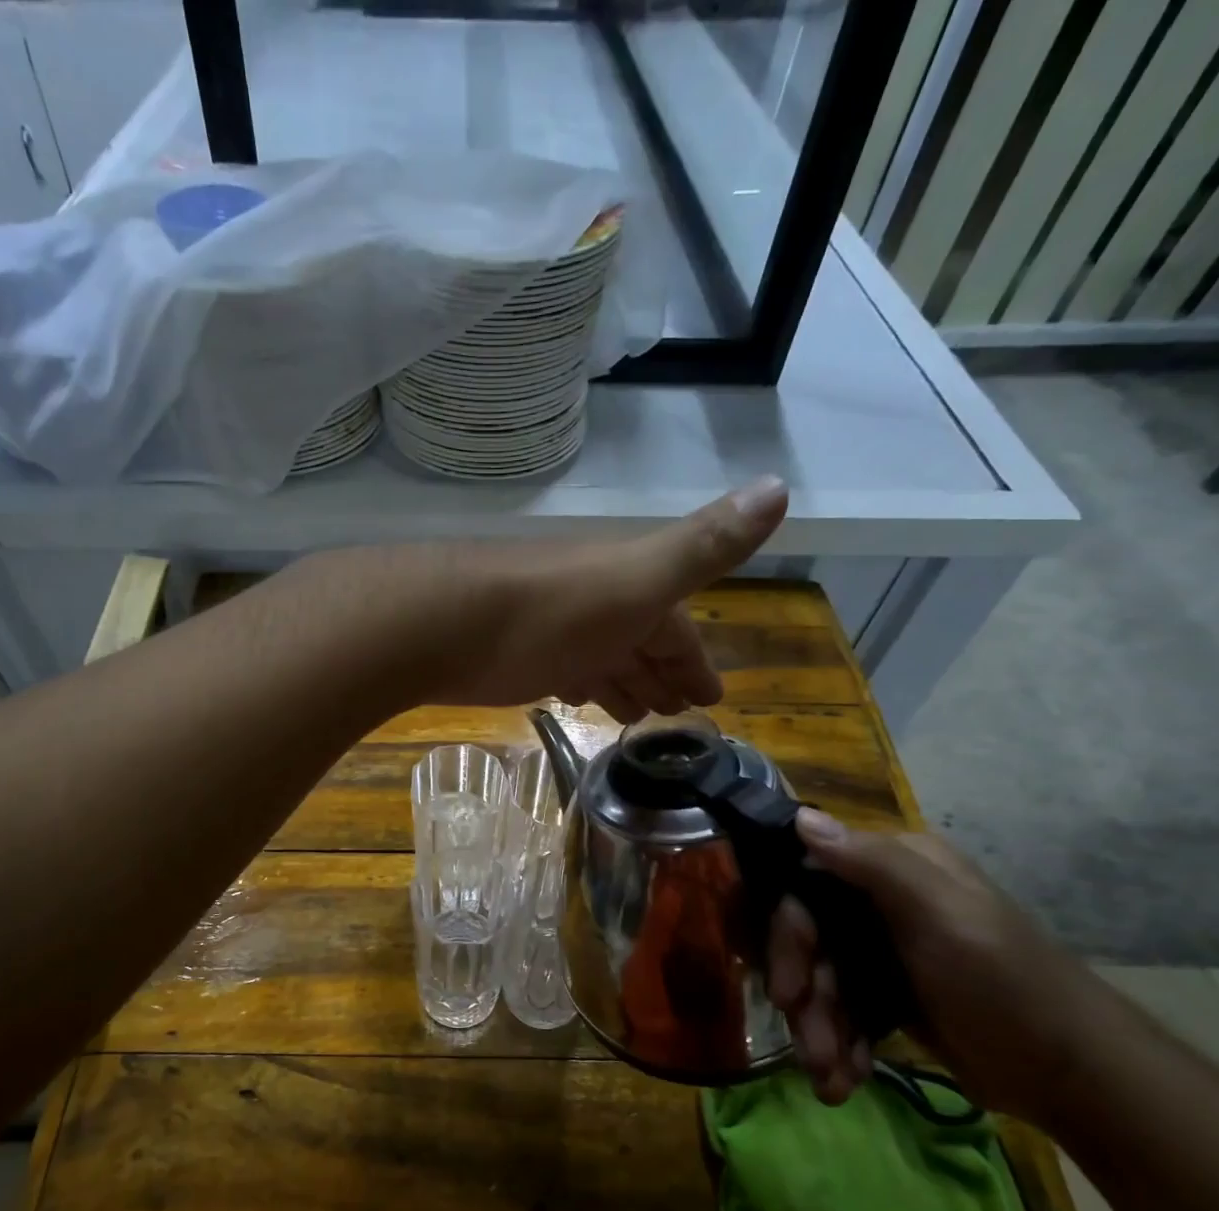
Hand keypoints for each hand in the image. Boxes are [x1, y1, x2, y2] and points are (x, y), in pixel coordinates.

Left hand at [303, 479, 787, 720]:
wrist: (439, 622)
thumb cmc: (549, 612)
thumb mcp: (639, 579)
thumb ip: (703, 545)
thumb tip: (780, 485)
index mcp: (628, 587)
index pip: (677, 627)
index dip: (695, 660)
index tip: (712, 699)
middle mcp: (590, 602)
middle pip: (637, 640)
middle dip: (662, 673)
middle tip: (678, 714)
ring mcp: (546, 628)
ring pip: (597, 656)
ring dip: (621, 682)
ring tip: (637, 717)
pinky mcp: (507, 653)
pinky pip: (558, 667)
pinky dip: (576, 682)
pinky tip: (574, 697)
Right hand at [767, 811, 1109, 1122]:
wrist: (1077, 1079)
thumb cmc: (1007, 986)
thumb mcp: (943, 917)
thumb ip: (874, 865)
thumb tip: (801, 818)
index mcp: (892, 868)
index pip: (804, 885)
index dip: (789, 937)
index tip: (788, 990)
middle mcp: (879, 898)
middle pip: (808, 939)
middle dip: (806, 997)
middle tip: (812, 1048)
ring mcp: (882, 947)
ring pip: (820, 978)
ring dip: (819, 1029)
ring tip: (831, 1078)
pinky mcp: (888, 991)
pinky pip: (841, 1007)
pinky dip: (839, 1042)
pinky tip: (846, 1078)